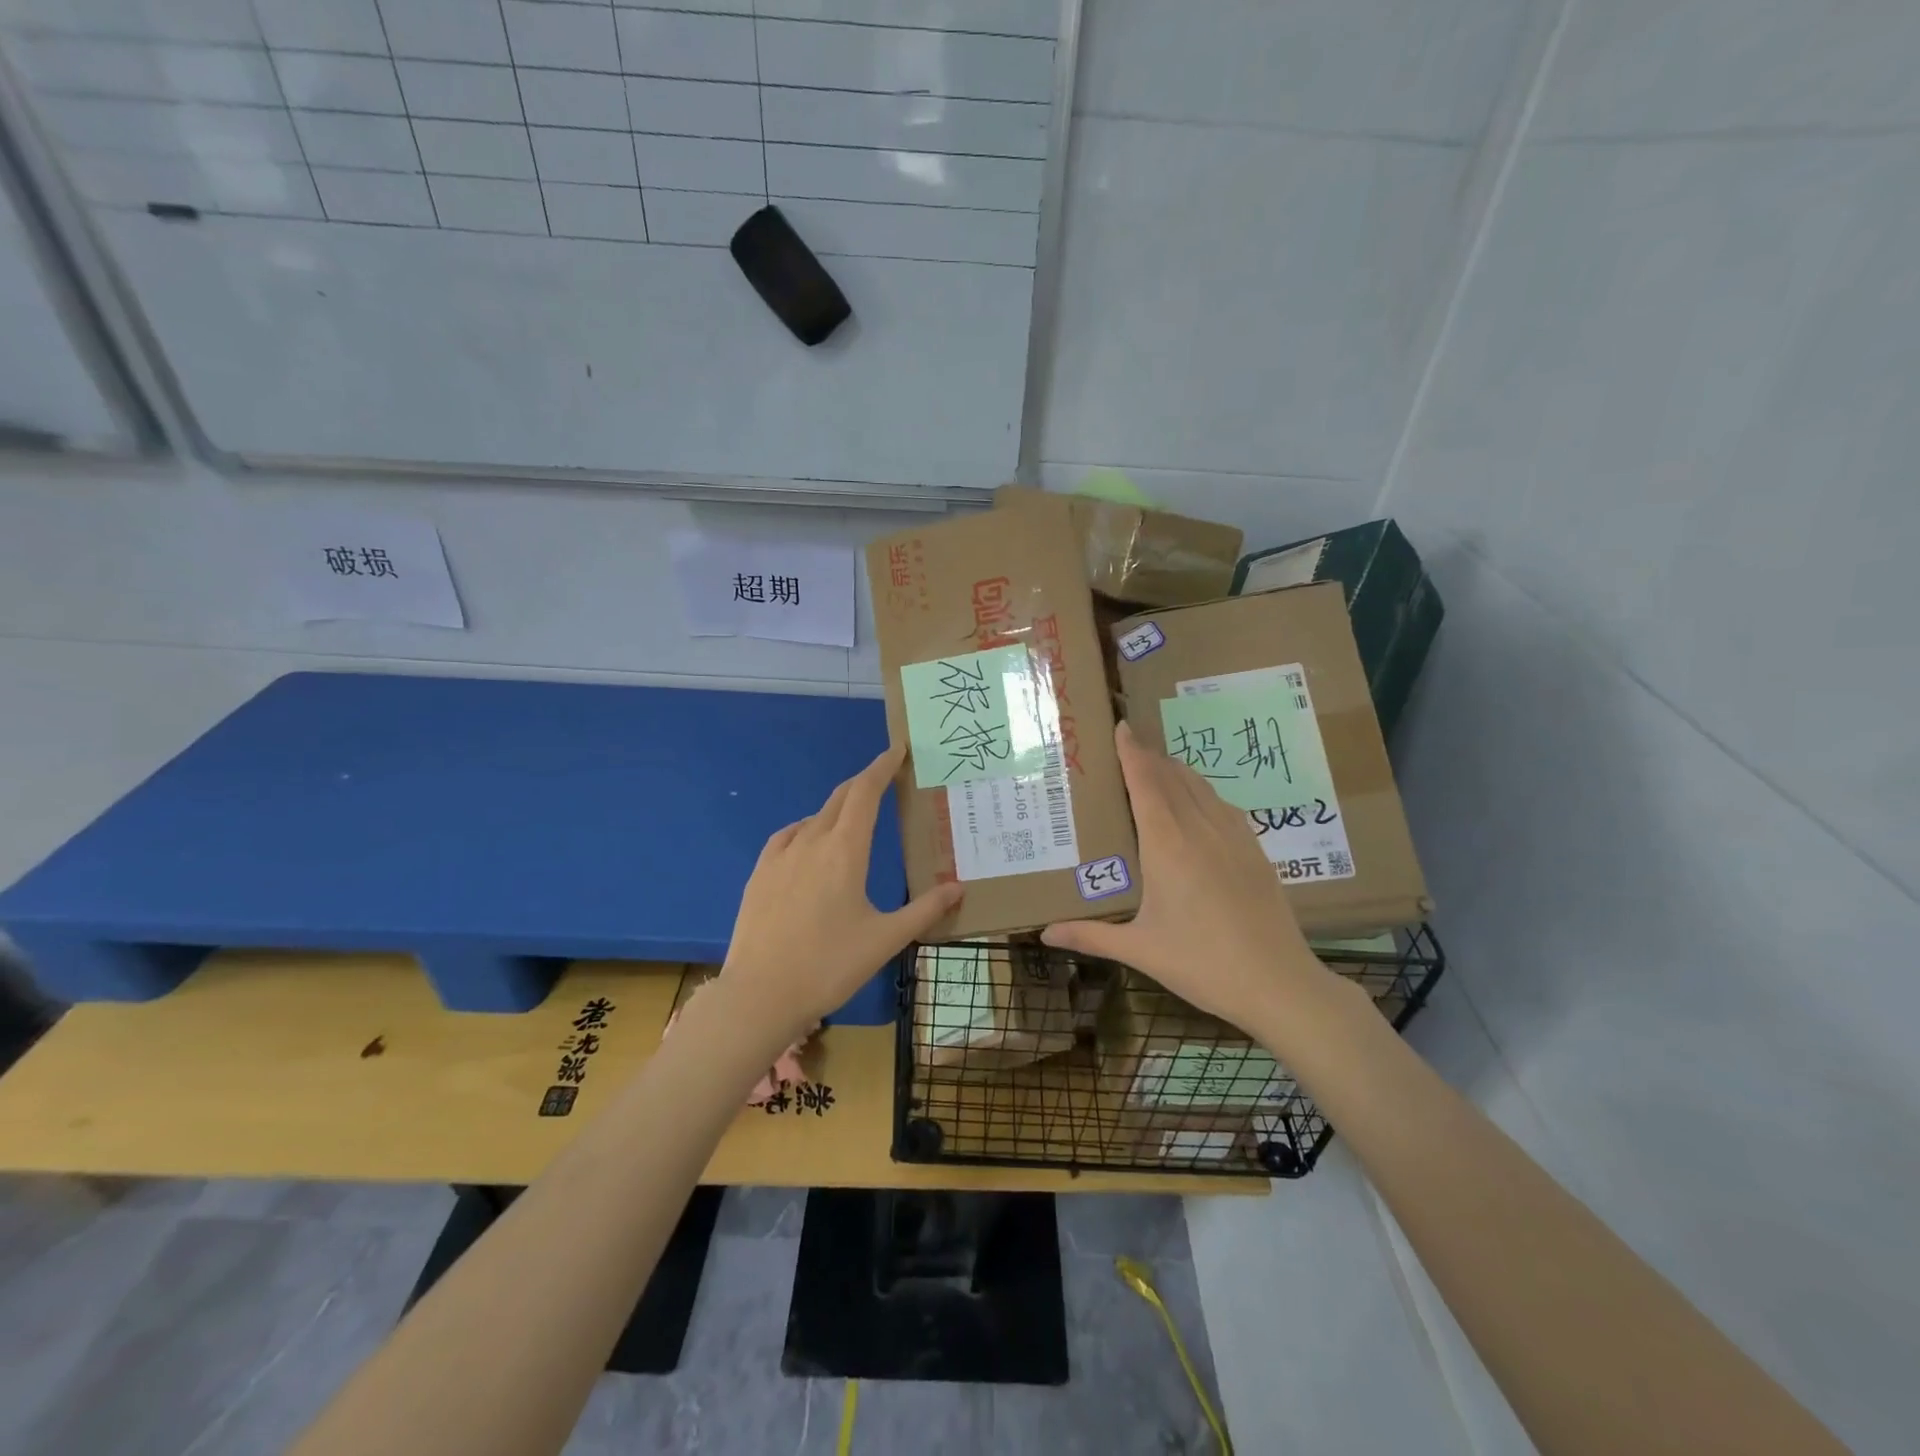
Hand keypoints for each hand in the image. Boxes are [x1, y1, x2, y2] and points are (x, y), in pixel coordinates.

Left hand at [719, 744, 962, 1043]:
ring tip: (854, 818)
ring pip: (814, 817)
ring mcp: (781, 856)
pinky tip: (810, 843)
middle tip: (885, 778)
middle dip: (864, 782)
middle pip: (841, 798)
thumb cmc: (830, 965)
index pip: (866, 792)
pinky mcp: (760, 873)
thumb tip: (959, 887)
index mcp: (845, 850)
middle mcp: (812, 841)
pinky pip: (788, 836)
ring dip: (838, 808)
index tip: (897, 750)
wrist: (760, 995)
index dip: (882, 767)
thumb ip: (925, 910)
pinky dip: (807, 828)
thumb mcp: (886, 939)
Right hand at [1041, 722, 1321, 1030]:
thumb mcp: (1140, 950)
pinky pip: (1222, 804)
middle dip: (1149, 755)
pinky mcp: (1254, 850)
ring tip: (1156, 766)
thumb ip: (1090, 936)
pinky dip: (1202, 791)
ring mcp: (1233, 836)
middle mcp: (1200, 829)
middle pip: (1172, 776)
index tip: (1121, 726)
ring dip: (1176, 769)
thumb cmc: (1202, 964)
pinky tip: (1197, 802)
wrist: (1279, 984)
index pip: (1146, 782)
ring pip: (1201, 786)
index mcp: (1167, 844)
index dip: (1132, 752)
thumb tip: (1044, 933)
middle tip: (1126, 744)